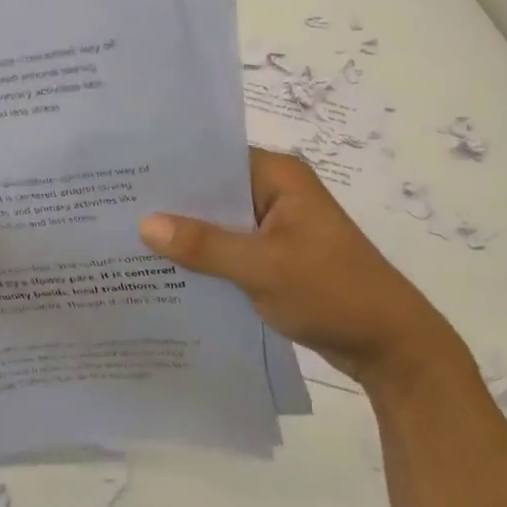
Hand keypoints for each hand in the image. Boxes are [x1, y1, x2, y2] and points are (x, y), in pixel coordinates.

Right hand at [138, 148, 460, 390]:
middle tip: (113, 207)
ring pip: (217, 220)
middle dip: (169, 202)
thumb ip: (205, 245)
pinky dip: (202, 255)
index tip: (123, 174)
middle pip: (211, 189)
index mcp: (278, 176)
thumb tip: (144, 224)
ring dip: (184, 232)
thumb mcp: (264, 268)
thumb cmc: (334, 293)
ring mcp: (274, 225)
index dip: (169, 165)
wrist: (393, 349)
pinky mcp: (273, 254)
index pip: (212, 157)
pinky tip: (163, 267)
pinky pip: (227, 246)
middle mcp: (274, 191)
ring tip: (126, 235)